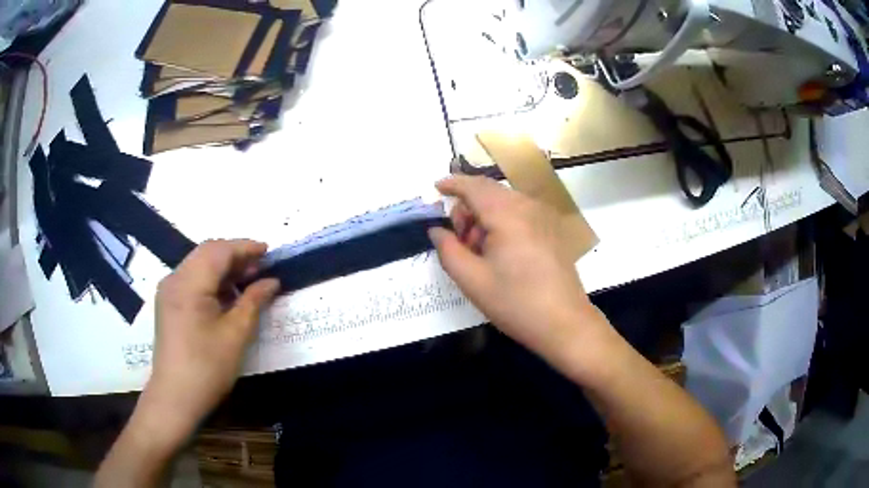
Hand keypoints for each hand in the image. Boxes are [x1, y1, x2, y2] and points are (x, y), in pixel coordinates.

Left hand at [137, 240, 279, 448]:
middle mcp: (174, 279)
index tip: (268, 251)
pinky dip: (212, 281)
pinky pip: (192, 280)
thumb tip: (272, 282)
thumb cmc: (207, 367)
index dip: (245, 247)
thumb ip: (253, 301)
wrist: (175, 397)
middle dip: (235, 256)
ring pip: (199, 266)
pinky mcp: (168, 304)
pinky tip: (227, 295)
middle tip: (261, 267)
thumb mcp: (235, 335)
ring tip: (248, 280)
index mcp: (188, 283)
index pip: (219, 251)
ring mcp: (168, 291)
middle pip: (207, 254)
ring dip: (223, 268)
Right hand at [429, 176, 602, 356]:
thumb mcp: (472, 280)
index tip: (435, 189)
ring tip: (479, 253)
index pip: (474, 186)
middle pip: (489, 192)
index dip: (452, 184)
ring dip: (484, 218)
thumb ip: (448, 250)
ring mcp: (543, 217)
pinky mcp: (551, 229)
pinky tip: (500, 253)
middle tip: (459, 242)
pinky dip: (502, 223)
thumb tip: (437, 230)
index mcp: (507, 214)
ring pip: (504, 203)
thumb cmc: (516, 302)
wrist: (564, 323)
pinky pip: (519, 213)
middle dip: (467, 209)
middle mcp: (528, 206)